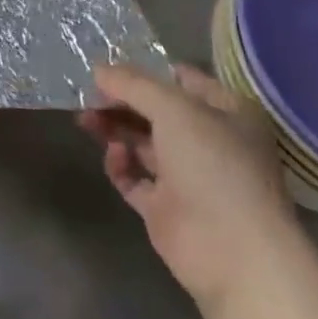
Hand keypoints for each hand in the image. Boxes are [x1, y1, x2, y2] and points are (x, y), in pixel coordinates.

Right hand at [82, 63, 297, 316]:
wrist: (232, 253)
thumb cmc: (214, 165)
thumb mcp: (173, 109)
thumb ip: (133, 85)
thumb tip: (99, 69)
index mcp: (228, 114)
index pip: (184, 80)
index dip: (148, 71)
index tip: (109, 65)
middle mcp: (210, 142)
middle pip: (157, 112)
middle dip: (122, 101)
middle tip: (88, 93)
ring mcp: (188, 177)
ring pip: (142, 143)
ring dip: (115, 128)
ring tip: (85, 118)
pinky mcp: (165, 207)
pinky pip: (135, 178)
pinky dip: (120, 165)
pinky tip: (114, 154)